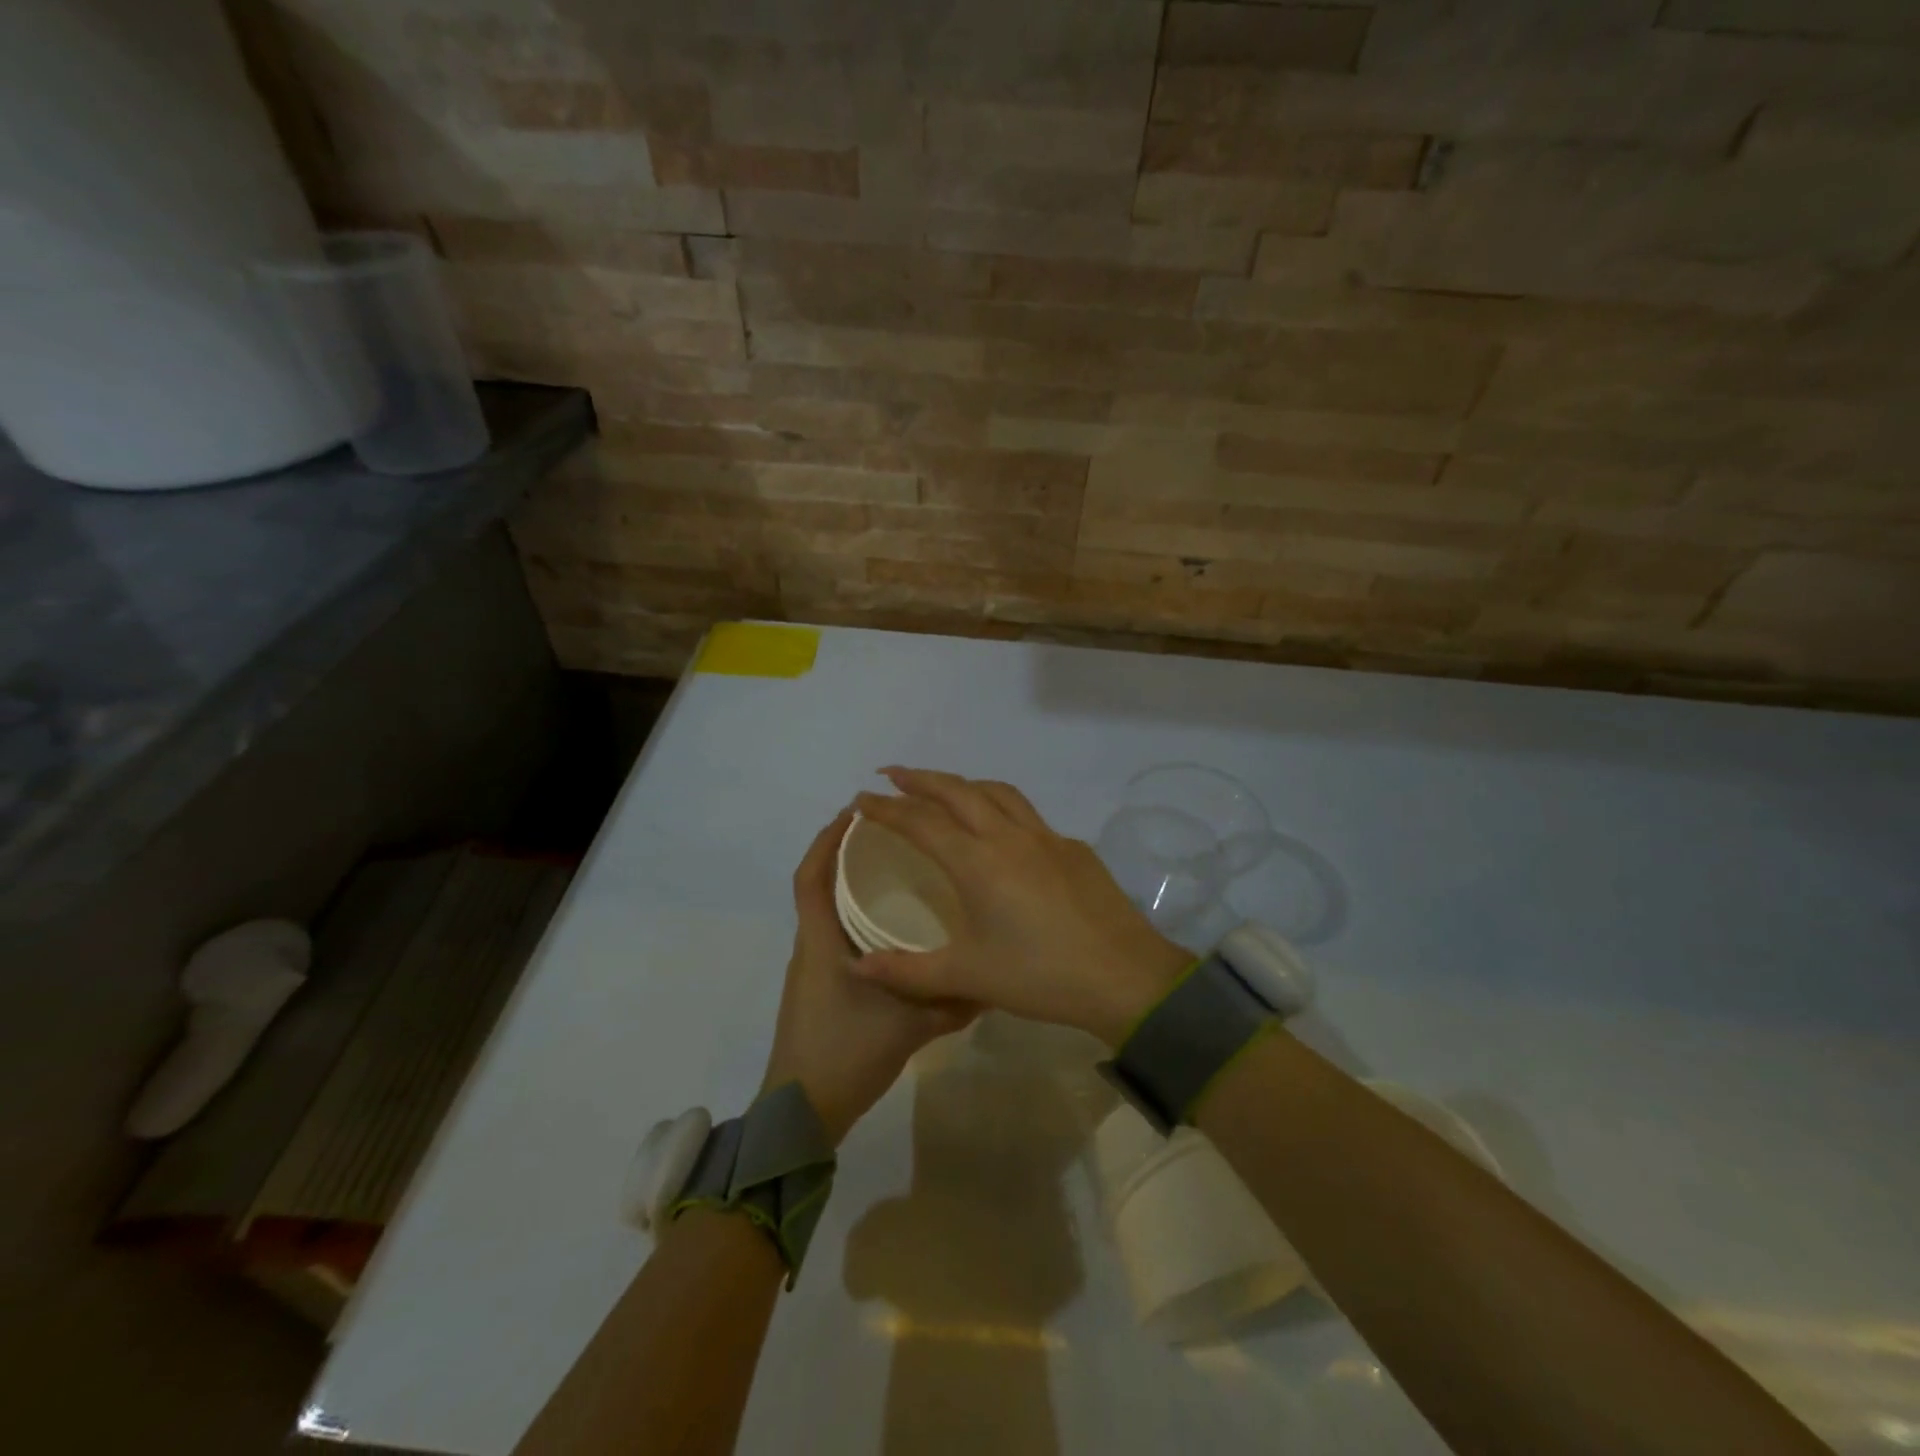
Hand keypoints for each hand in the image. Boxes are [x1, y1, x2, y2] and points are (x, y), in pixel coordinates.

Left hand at [761, 809, 975, 1143]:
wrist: (803, 1112)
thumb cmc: (846, 1054)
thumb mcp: (908, 1026)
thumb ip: (951, 1002)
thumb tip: (993, 981)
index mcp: (821, 942)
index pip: (811, 878)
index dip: (827, 841)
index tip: (855, 813)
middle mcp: (812, 947)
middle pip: (818, 887)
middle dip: (844, 855)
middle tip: (889, 835)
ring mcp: (813, 969)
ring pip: (826, 912)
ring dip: (850, 886)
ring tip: (895, 871)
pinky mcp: (820, 988)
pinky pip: (834, 936)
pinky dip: (854, 918)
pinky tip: (890, 929)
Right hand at [849, 769, 1191, 1046]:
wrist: (1124, 977)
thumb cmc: (1040, 976)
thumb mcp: (967, 976)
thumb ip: (907, 970)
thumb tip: (857, 966)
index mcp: (978, 862)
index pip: (921, 822)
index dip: (888, 808)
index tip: (862, 799)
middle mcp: (1009, 837)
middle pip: (958, 791)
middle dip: (921, 779)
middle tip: (892, 775)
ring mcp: (1047, 838)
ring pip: (998, 792)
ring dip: (964, 784)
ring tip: (943, 790)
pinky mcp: (1074, 848)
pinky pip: (1028, 815)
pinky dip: (1001, 808)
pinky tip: (1001, 833)